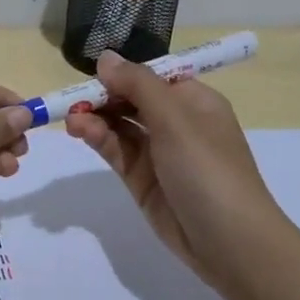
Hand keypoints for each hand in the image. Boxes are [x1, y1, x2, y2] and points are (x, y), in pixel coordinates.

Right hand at [63, 51, 279, 282]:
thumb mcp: (175, 119)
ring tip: (71, 118)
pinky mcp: (142, 180)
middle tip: (73, 100)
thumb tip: (105, 58)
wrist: (228, 241)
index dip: (124, 73)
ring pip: (120, 126)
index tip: (93, 74)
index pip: (153, 77)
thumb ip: (138, 85)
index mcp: (195, 101)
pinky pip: (117, 151)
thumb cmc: (208, 170)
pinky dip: (98, 139)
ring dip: (96, 118)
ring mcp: (158, 153)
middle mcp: (177, 123)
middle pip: (132, 100)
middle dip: (103, 96)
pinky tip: (81, 132)